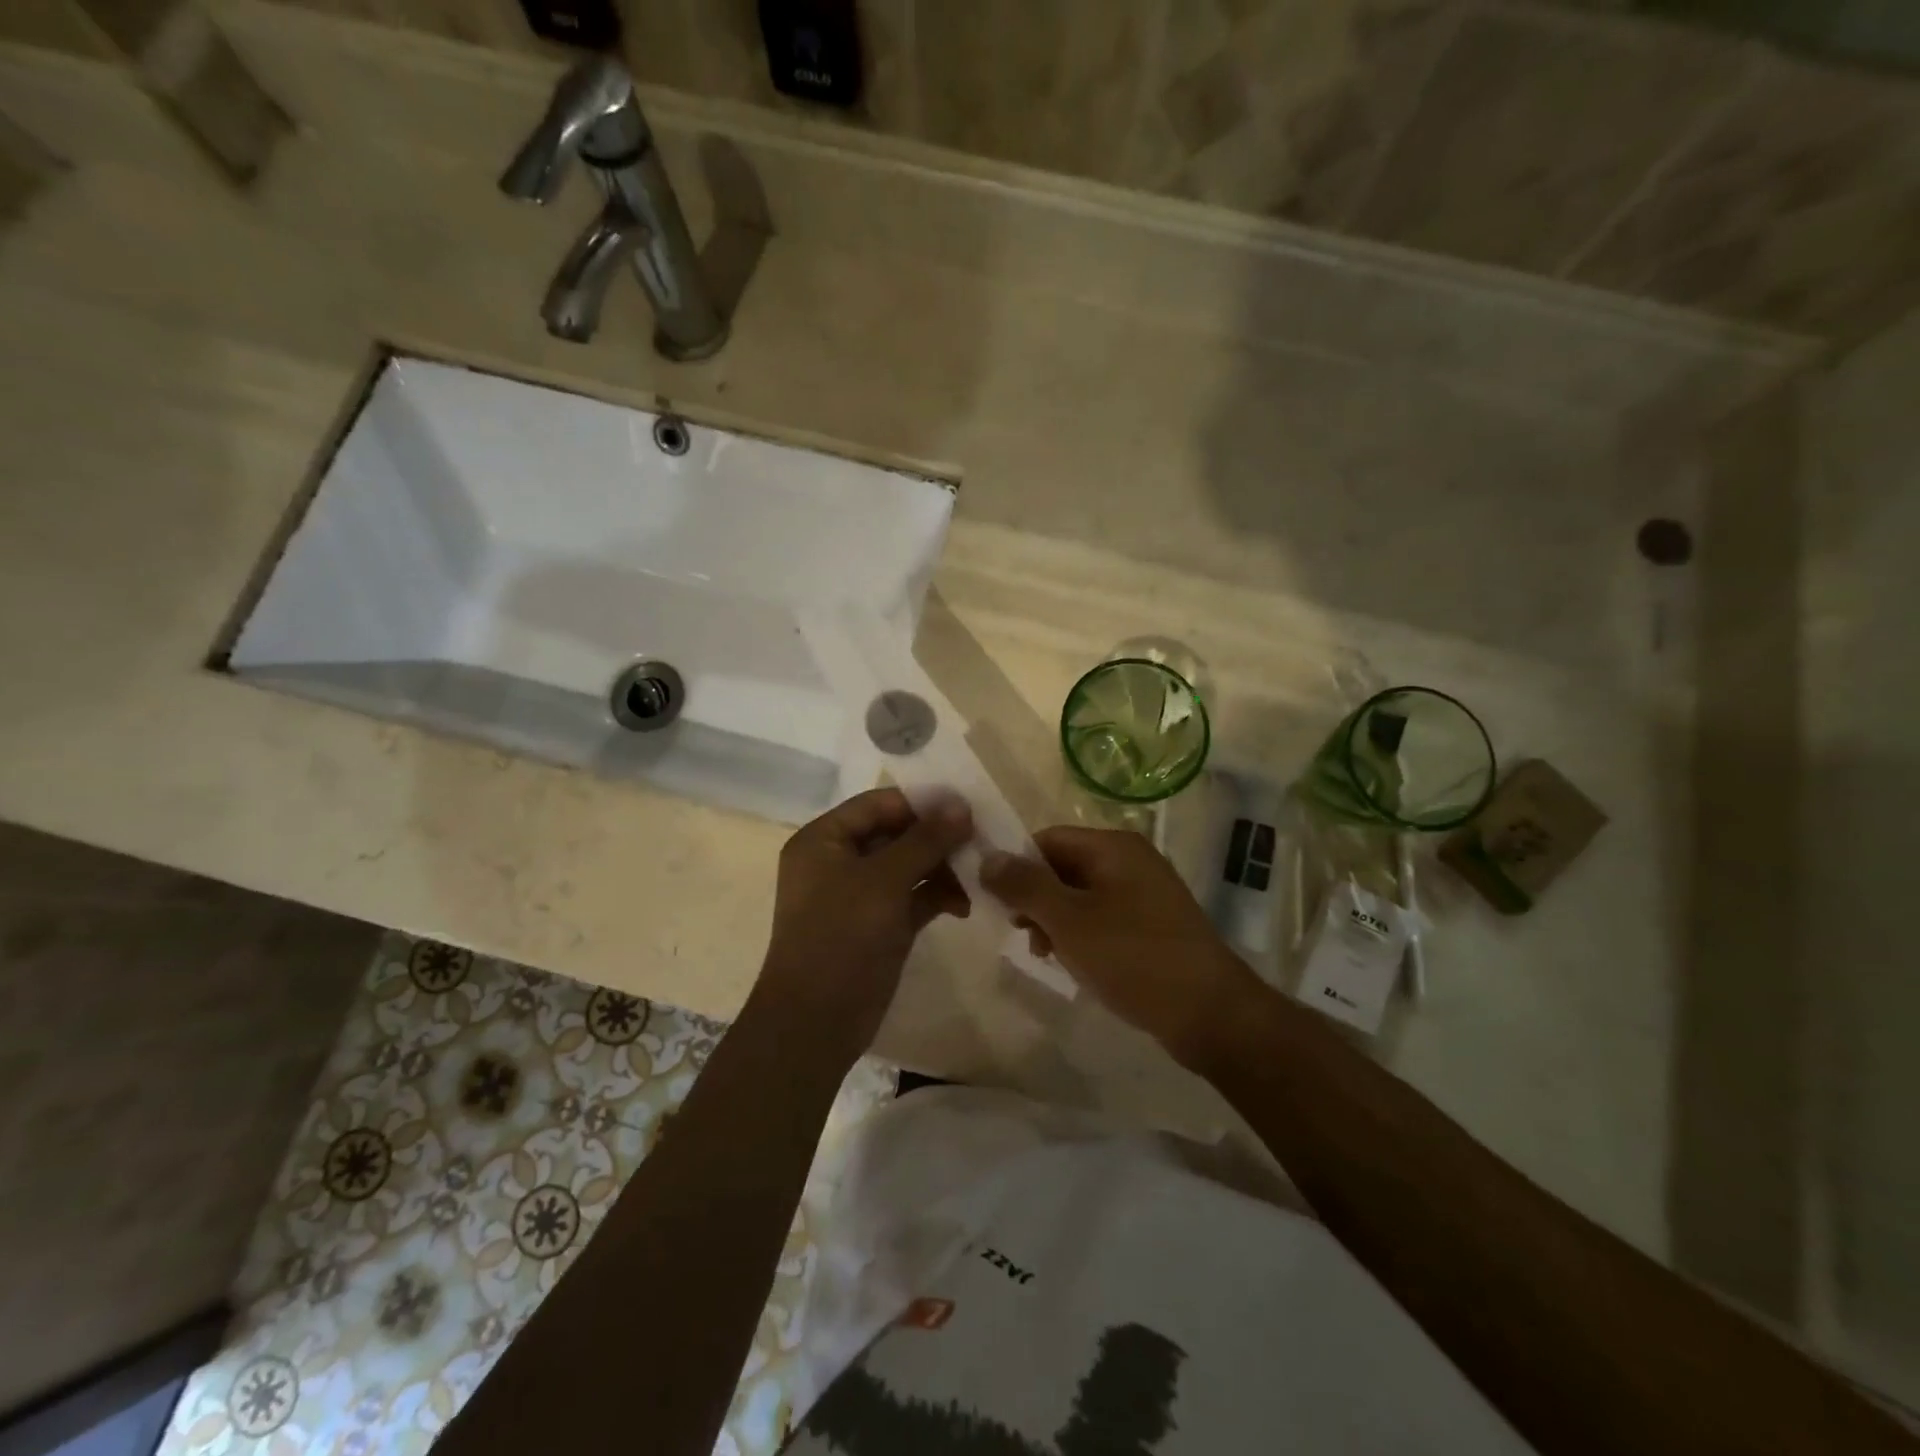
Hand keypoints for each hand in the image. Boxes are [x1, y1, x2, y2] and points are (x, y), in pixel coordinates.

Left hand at [753, 788, 972, 1061]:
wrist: (816, 1022)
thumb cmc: (841, 937)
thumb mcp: (884, 880)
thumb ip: (925, 840)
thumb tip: (962, 805)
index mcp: (824, 839)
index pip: (879, 804)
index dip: (923, 803)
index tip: (969, 806)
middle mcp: (839, 860)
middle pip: (896, 834)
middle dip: (938, 838)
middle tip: (982, 841)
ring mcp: (859, 895)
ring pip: (909, 866)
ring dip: (943, 869)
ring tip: (979, 877)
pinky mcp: (879, 924)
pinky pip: (913, 897)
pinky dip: (937, 896)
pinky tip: (965, 905)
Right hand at [982, 827, 1260, 1068]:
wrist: (1211, 1013)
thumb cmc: (1133, 957)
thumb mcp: (1068, 920)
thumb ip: (1024, 885)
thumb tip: (987, 857)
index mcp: (1113, 847)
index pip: (1047, 839)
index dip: (1017, 866)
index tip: (997, 903)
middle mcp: (1132, 860)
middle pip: (1064, 866)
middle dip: (1035, 898)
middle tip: (1021, 933)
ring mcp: (1146, 893)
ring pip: (1081, 895)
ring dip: (1055, 920)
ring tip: (1045, 954)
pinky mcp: (1154, 924)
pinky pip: (1104, 917)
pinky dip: (1082, 934)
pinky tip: (1074, 963)